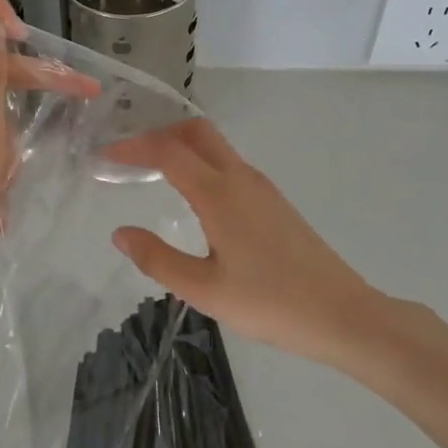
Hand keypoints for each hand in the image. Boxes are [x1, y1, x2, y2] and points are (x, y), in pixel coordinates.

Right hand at [105, 119, 379, 364]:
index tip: (105, 155)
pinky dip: (201, 164)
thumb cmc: (270, 303)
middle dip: (159, 134)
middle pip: (197, 133)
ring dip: (181, 148)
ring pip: (216, 147)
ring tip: (151, 172)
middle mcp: (241, 178)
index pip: (168, 152)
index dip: (133, 147)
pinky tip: (191, 196)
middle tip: (129, 156)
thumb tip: (120, 233)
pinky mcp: (274, 202)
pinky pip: (230, 165)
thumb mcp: (204, 290)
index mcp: (220, 194)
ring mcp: (262, 187)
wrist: (342, 314)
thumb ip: (158, 259)